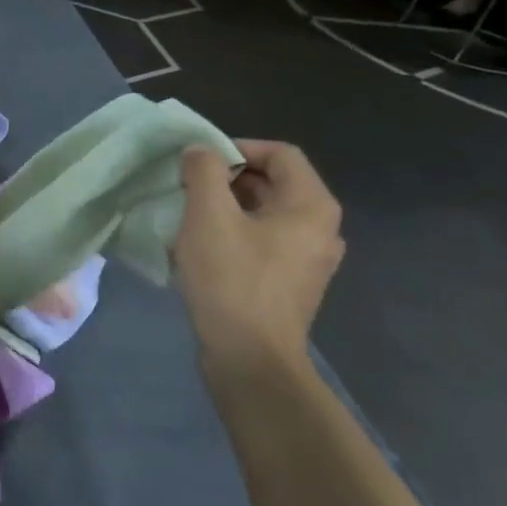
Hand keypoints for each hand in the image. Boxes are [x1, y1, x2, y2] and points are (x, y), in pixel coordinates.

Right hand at [173, 141, 344, 367]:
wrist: (249, 358)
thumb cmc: (231, 280)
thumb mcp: (208, 216)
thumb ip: (204, 172)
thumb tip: (200, 151)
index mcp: (312, 205)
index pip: (280, 153)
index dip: (236, 147)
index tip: (197, 161)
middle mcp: (321, 228)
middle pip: (273, 184)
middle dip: (226, 179)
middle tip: (186, 188)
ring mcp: (308, 260)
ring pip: (265, 215)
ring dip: (225, 208)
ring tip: (187, 218)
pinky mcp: (290, 285)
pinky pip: (263, 243)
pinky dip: (233, 235)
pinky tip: (200, 251)